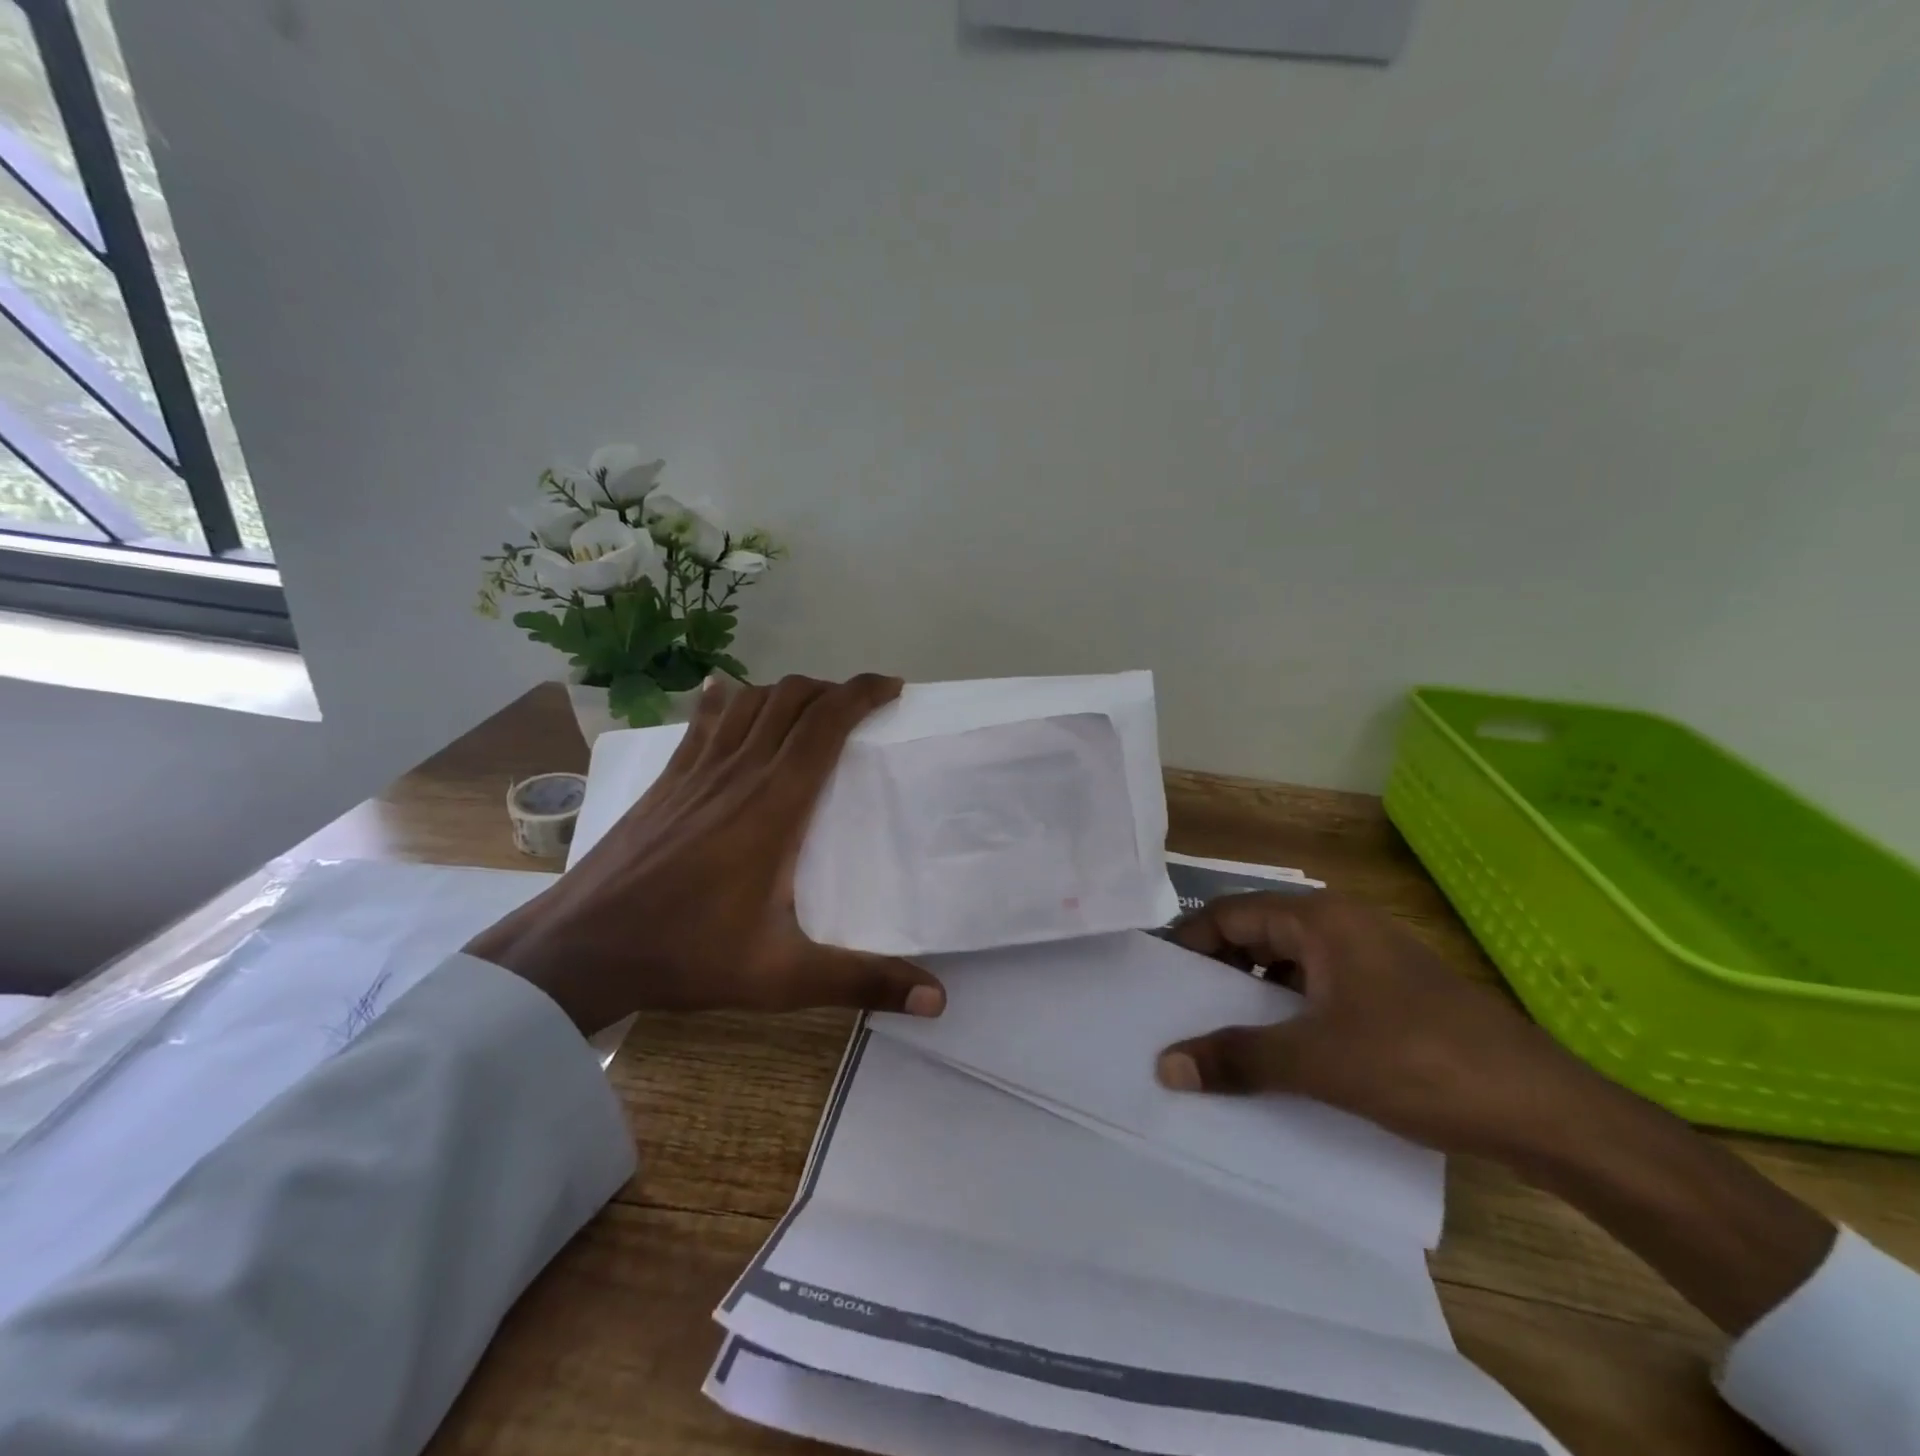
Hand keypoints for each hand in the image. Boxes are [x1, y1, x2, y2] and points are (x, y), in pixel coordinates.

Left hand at [467, 673, 945, 1034]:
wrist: (579, 949)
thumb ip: (863, 981)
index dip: (862, 693)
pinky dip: (727, 699)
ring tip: (811, 709)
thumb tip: (938, 1001)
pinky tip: (728, 691)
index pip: (826, 723)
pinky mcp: (667, 780)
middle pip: (792, 699)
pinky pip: (704, 722)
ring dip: (787, 692)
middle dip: (833, 689)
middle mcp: (740, 772)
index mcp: (775, 804)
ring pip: (750, 701)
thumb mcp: (783, 977)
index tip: (892, 688)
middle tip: (861, 707)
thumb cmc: (687, 954)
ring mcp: (697, 771)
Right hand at [1154, 892, 1834, 1332]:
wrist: (1545, 1109)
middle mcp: (1341, 924)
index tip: (1158, 982)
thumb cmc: (1420, 1064)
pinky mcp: (1388, 990)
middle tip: (1180, 1011)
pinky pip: (1317, 986)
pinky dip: (1288, 1009)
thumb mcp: (1317, 1062)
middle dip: (1217, 970)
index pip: (1229, 913)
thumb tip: (1164, 1065)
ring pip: (1287, 961)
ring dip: (1251, 993)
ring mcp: (1368, 956)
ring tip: (1220, 1034)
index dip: (1190, 943)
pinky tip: (1278, 1049)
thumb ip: (1236, 1058)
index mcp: (1319, 919)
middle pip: (1256, 933)